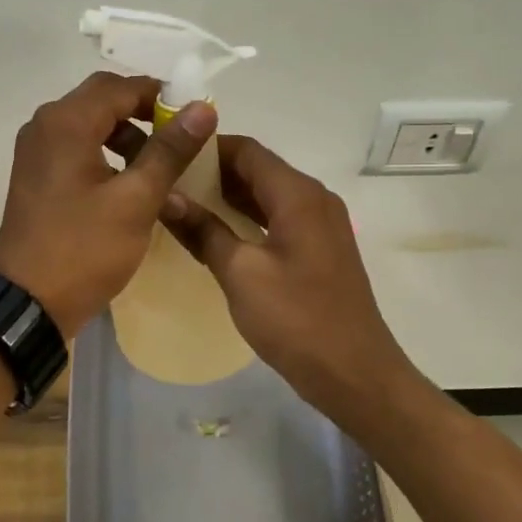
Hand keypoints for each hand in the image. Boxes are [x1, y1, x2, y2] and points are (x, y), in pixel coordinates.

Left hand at [0, 72, 217, 338]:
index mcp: (66, 122)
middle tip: (180, 140)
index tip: (195, 119)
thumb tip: (203, 108)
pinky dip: (106, 152)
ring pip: (90, 123)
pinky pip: (76, 146)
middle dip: (144, 113)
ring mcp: (36, 150)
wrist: (29, 302)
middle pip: (102, 100)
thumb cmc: (85, 249)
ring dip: (126, 134)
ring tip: (160, 165)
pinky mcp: (37, 174)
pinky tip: (130, 182)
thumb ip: (170, 149)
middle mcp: (45, 125)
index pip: (121, 87)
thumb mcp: (136, 199)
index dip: (162, 96)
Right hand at [162, 136, 419, 416]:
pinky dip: (247, 218)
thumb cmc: (296, 319)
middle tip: (167, 181)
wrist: (354, 373)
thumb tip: (167, 198)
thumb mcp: (240, 274)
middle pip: (258, 169)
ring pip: (268, 195)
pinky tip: (216, 232)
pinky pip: (278, 218)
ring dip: (229, 196)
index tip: (168, 155)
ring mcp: (321, 224)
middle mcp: (314, 199)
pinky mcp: (320, 249)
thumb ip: (203, 231)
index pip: (247, 150)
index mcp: (298, 194)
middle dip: (213, 172)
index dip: (206, 148)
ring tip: (183, 203)